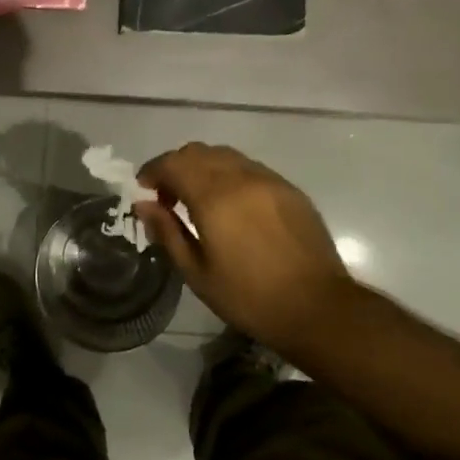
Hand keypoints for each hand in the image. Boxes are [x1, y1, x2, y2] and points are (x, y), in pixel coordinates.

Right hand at [135, 143, 358, 355]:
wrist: (317, 307)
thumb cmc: (249, 297)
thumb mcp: (197, 272)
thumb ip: (167, 232)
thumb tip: (143, 205)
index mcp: (214, 197)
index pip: (173, 163)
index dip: (153, 171)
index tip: (144, 190)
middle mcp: (241, 177)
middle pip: (198, 152)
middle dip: (176, 167)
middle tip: (169, 198)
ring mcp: (269, 179)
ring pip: (226, 155)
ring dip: (203, 168)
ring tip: (199, 201)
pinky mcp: (289, 189)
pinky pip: (250, 168)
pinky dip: (230, 175)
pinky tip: (232, 206)